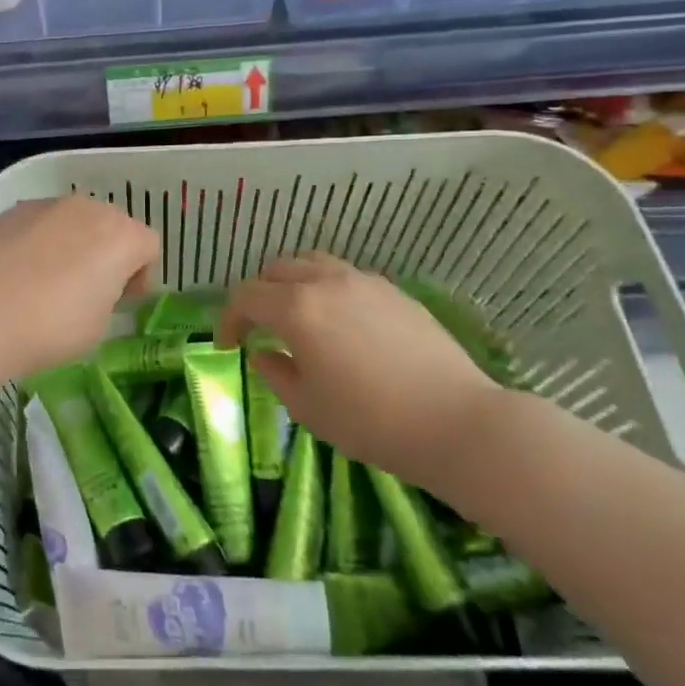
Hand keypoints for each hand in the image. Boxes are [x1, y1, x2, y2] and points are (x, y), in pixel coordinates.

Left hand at [0, 197, 159, 376]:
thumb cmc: (52, 325)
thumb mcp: (98, 324)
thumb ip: (106, 297)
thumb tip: (91, 289)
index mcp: (121, 236)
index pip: (148, 247)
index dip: (140, 276)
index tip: (122, 301)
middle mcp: (88, 209)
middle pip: (110, 225)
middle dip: (106, 253)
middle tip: (89, 290)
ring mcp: (46, 205)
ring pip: (71, 221)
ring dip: (71, 244)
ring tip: (48, 280)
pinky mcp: (11, 212)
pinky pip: (38, 225)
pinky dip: (37, 243)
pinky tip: (18, 273)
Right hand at [215, 252, 510, 494]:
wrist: (456, 421)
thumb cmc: (370, 421)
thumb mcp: (308, 408)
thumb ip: (276, 374)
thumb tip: (265, 354)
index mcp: (297, 308)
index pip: (245, 296)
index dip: (228, 319)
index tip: (229, 345)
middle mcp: (326, 282)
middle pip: (277, 270)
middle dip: (259, 296)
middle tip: (260, 329)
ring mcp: (364, 281)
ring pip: (313, 263)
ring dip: (293, 284)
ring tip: (298, 317)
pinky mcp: (394, 291)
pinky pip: (346, 276)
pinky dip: (328, 289)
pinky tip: (341, 324)